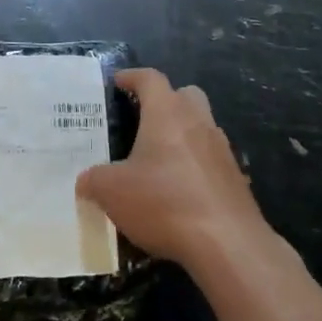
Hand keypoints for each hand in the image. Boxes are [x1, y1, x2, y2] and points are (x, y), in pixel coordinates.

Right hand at [77, 68, 269, 269]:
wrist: (227, 244)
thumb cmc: (164, 202)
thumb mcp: (112, 192)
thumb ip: (94, 180)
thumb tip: (86, 181)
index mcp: (167, 113)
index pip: (150, 79)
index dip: (132, 76)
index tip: (118, 81)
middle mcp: (198, 121)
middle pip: (185, 95)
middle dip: (166, 101)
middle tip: (144, 118)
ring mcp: (222, 149)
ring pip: (202, 126)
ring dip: (183, 135)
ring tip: (159, 160)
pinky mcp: (236, 178)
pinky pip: (212, 160)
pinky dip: (196, 167)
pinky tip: (181, 191)